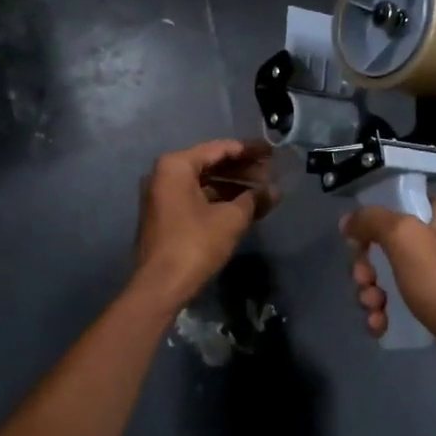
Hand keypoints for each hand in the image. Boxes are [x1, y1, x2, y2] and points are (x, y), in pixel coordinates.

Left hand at [134, 140, 271, 308]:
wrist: (160, 286)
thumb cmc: (195, 244)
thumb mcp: (231, 219)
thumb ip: (254, 199)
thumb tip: (275, 190)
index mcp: (176, 166)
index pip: (219, 149)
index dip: (248, 150)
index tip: (272, 152)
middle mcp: (164, 175)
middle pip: (210, 164)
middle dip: (242, 169)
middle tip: (271, 172)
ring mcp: (162, 196)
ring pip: (204, 183)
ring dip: (233, 186)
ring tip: (263, 191)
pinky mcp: (165, 216)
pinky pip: (197, 198)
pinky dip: (220, 200)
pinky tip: (244, 207)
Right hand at [342, 197, 435, 385]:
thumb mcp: (406, 240)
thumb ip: (373, 221)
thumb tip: (349, 220)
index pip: (399, 205)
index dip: (371, 224)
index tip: (356, 246)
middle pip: (390, 243)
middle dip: (369, 266)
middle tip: (365, 283)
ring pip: (393, 275)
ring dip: (374, 292)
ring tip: (373, 309)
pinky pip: (405, 301)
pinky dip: (388, 312)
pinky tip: (380, 326)